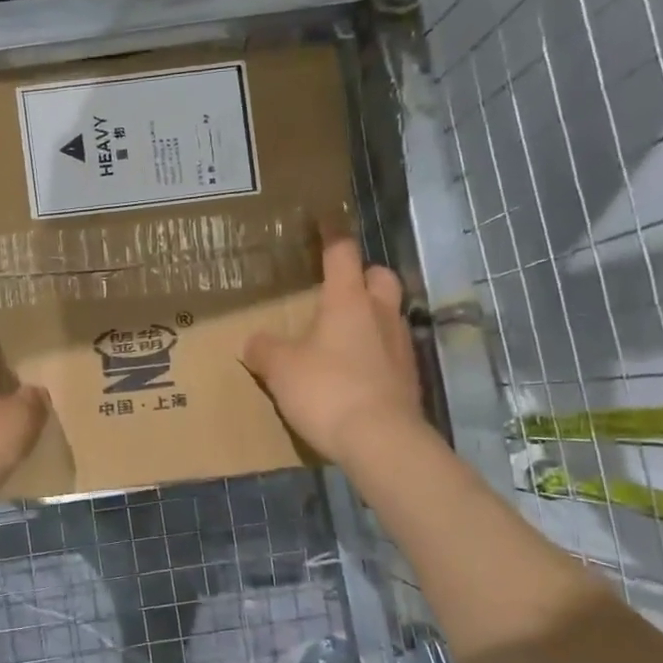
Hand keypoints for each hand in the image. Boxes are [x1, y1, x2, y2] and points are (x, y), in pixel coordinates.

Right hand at [242, 236, 428, 467]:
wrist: (381, 441)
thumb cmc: (327, 390)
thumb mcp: (280, 368)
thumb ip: (264, 349)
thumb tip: (254, 342)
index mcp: (348, 301)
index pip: (342, 254)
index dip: (332, 235)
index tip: (324, 220)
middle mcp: (380, 315)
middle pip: (380, 277)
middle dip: (363, 275)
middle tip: (338, 288)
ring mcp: (400, 347)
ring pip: (389, 315)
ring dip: (370, 316)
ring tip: (342, 334)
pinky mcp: (408, 379)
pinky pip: (390, 351)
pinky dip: (374, 352)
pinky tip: (353, 371)